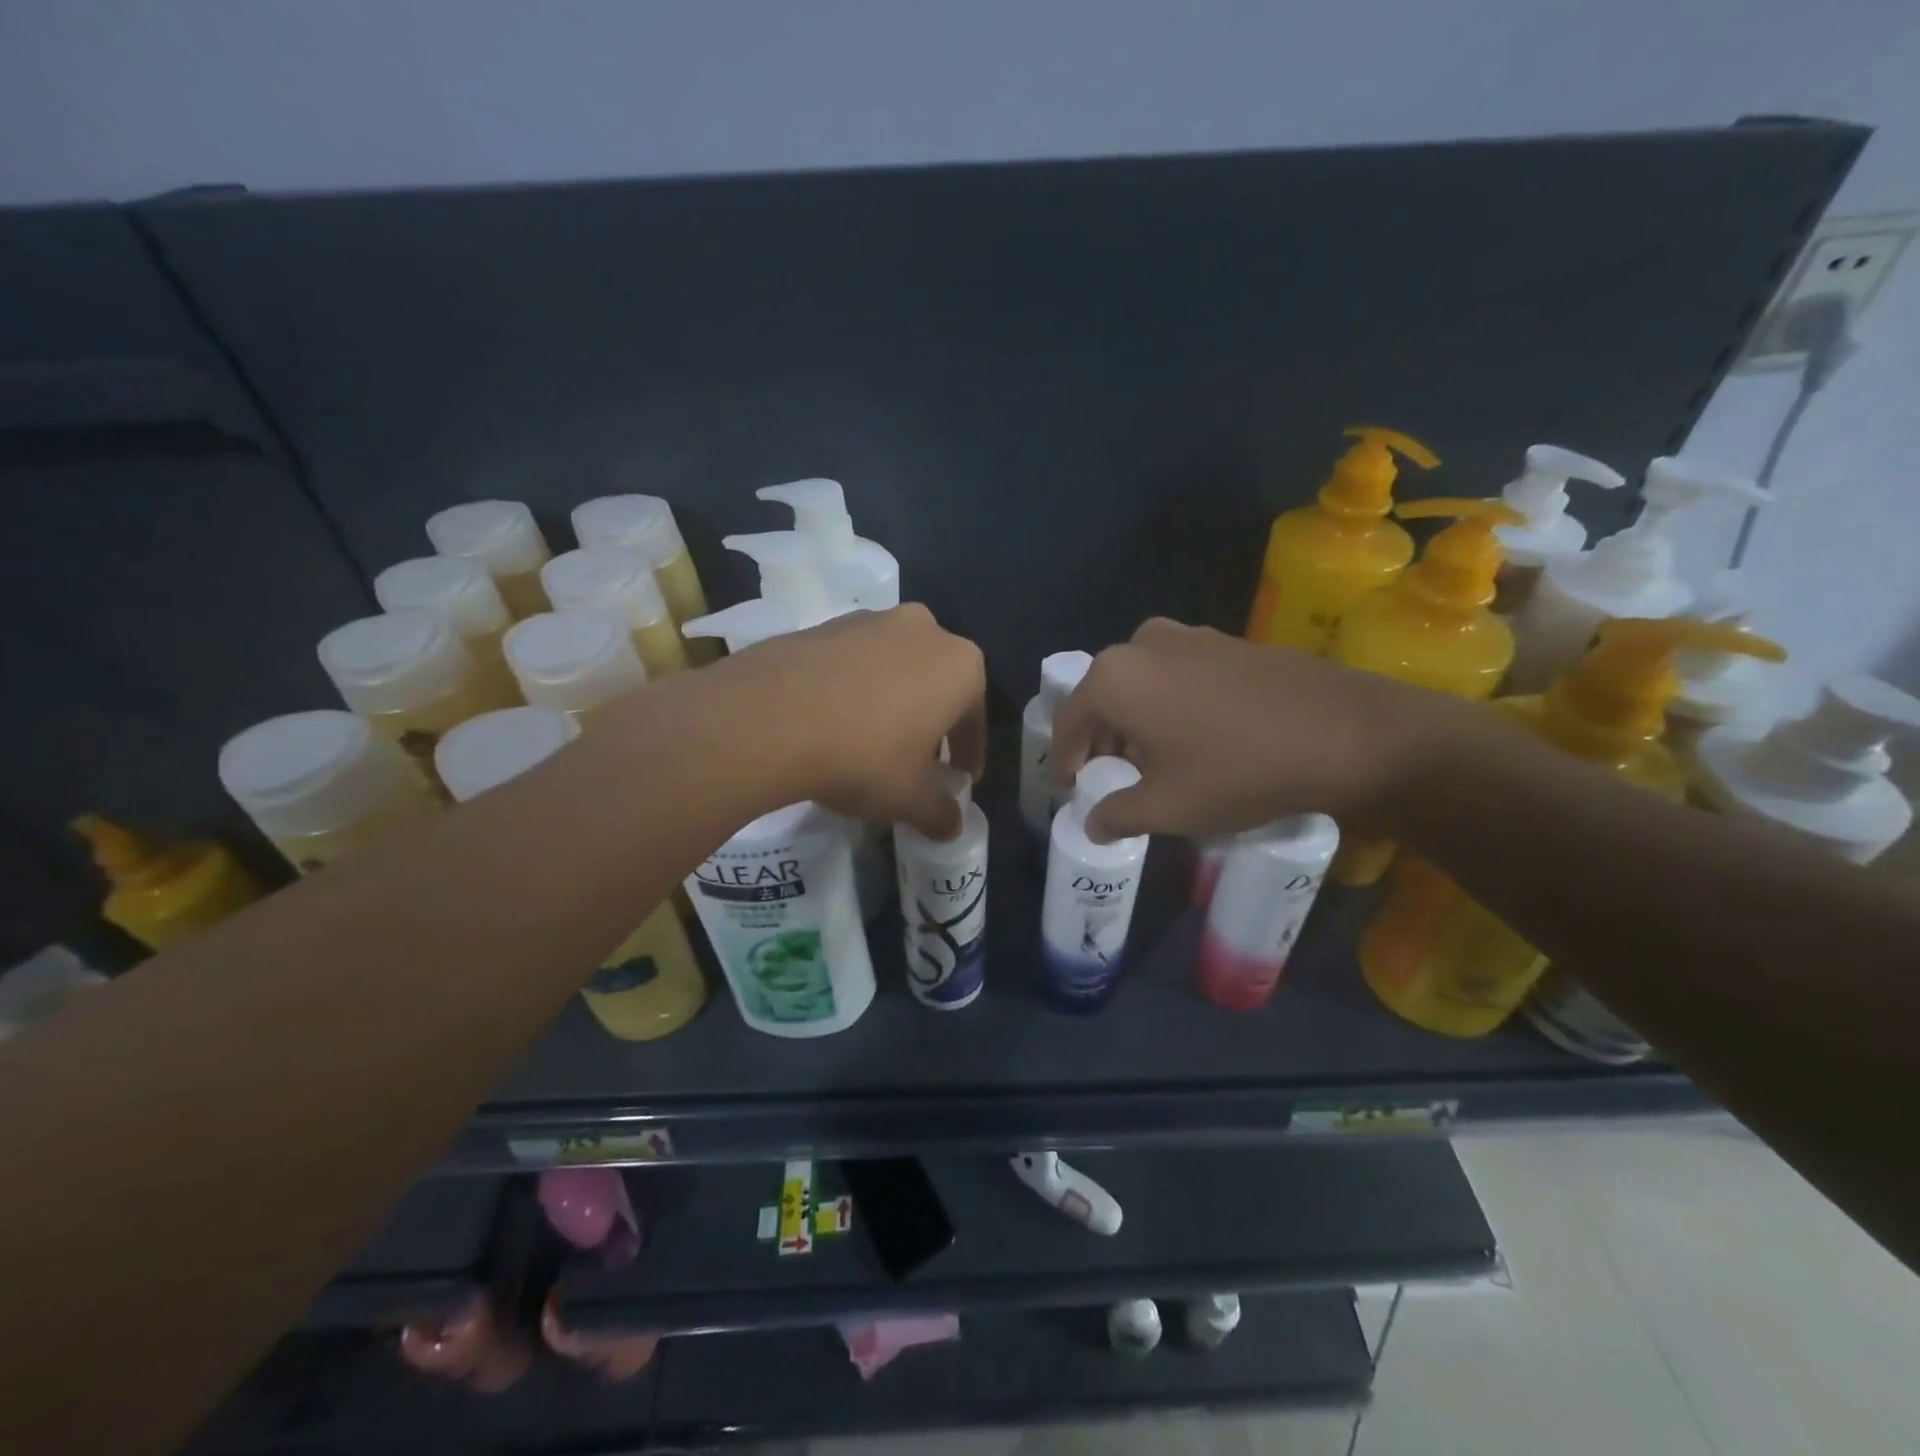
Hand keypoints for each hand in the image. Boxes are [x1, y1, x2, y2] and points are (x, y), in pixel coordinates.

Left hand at [708, 604, 986, 837]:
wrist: (769, 718)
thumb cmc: (863, 756)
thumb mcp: (909, 798)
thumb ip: (940, 813)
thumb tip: (952, 826)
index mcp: (960, 666)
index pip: (974, 718)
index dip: (968, 754)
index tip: (960, 779)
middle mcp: (924, 630)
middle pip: (936, 685)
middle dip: (931, 722)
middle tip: (917, 761)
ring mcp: (870, 621)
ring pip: (894, 668)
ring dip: (892, 701)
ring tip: (871, 740)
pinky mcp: (824, 624)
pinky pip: (853, 663)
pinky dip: (853, 689)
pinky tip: (833, 721)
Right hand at [1049, 618, 1458, 841]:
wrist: (1348, 733)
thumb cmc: (1238, 770)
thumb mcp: (1168, 807)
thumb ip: (1117, 815)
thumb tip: (1092, 824)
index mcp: (1114, 678)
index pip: (1069, 722)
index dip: (1065, 760)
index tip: (1070, 788)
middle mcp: (1142, 644)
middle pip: (1103, 698)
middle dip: (1101, 741)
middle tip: (1108, 779)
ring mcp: (1189, 636)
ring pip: (1140, 683)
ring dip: (1135, 722)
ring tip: (1151, 761)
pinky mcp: (1227, 641)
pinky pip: (1176, 674)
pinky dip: (1168, 704)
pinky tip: (1193, 737)